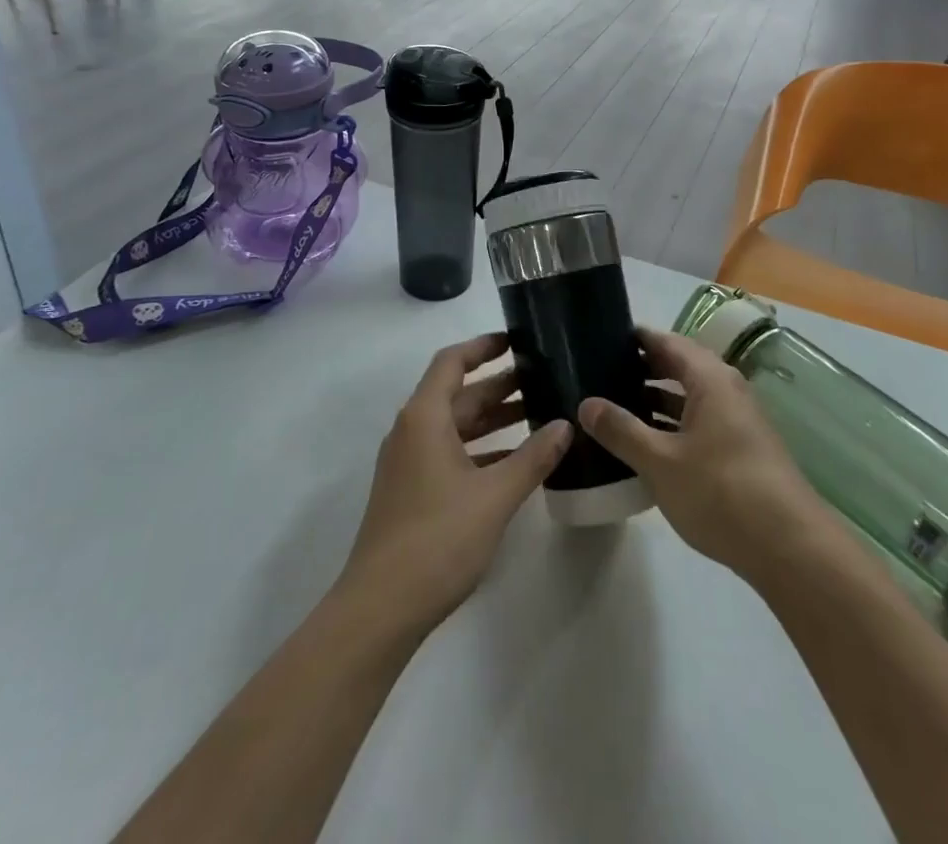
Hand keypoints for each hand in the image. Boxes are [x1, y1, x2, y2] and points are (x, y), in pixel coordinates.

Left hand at [339, 334, 571, 635]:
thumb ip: (533, 458)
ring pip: (456, 426)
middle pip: (458, 394)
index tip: (517, 339)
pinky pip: (452, 453)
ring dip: (493, 418)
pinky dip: (482, 449)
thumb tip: (566, 425)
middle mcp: (413, 430)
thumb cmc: (437, 539)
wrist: (380, 608)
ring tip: (538, 413)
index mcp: (424, 417)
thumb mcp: (494, 496)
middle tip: (543, 377)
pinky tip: (516, 461)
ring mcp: (409, 463)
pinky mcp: (413, 491)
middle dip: (499, 385)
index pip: (452, 362)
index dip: (483, 346)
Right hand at [579, 326, 828, 582]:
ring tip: (613, 407)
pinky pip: (697, 423)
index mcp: (710, 379)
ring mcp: (736, 422)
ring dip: (654, 400)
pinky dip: (670, 425)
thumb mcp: (660, 461)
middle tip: (599, 373)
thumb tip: (586, 403)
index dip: (636, 338)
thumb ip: (621, 430)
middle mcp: (726, 390)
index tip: (600, 337)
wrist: (789, 547)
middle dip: (641, 369)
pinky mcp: (739, 451)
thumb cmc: (721, 491)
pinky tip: (645, 445)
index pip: (667, 342)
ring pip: (687, 399)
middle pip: (678, 367)